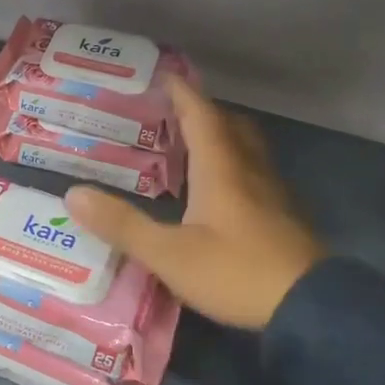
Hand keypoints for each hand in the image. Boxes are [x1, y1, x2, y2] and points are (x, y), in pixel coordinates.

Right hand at [64, 79, 324, 330]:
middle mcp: (250, 171)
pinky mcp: (282, 217)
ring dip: (220, 138)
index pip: (201, 116)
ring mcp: (272, 194)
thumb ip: (122, 224)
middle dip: (202, 112)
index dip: (181, 93)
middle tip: (171, 112)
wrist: (311, 309)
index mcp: (222, 169)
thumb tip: (73, 194)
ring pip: (245, 149)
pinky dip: (231, 167)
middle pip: (229, 126)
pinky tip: (216, 191)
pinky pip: (254, 174)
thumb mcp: (168, 254)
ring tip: (188, 146)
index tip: (163, 75)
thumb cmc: (236, 272)